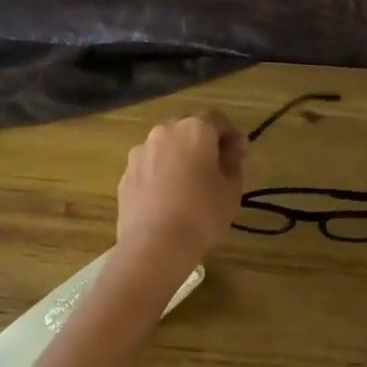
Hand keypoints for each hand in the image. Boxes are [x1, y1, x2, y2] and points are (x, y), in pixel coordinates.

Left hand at [116, 112, 246, 268]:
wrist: (155, 246)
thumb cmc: (202, 214)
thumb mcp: (232, 188)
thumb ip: (233, 161)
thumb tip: (229, 150)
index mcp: (193, 129)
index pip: (217, 119)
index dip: (232, 134)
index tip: (241, 153)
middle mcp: (163, 133)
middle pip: (188, 129)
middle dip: (204, 143)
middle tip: (217, 166)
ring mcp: (139, 153)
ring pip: (166, 147)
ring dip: (180, 158)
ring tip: (190, 184)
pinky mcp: (125, 175)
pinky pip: (150, 167)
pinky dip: (161, 175)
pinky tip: (169, 198)